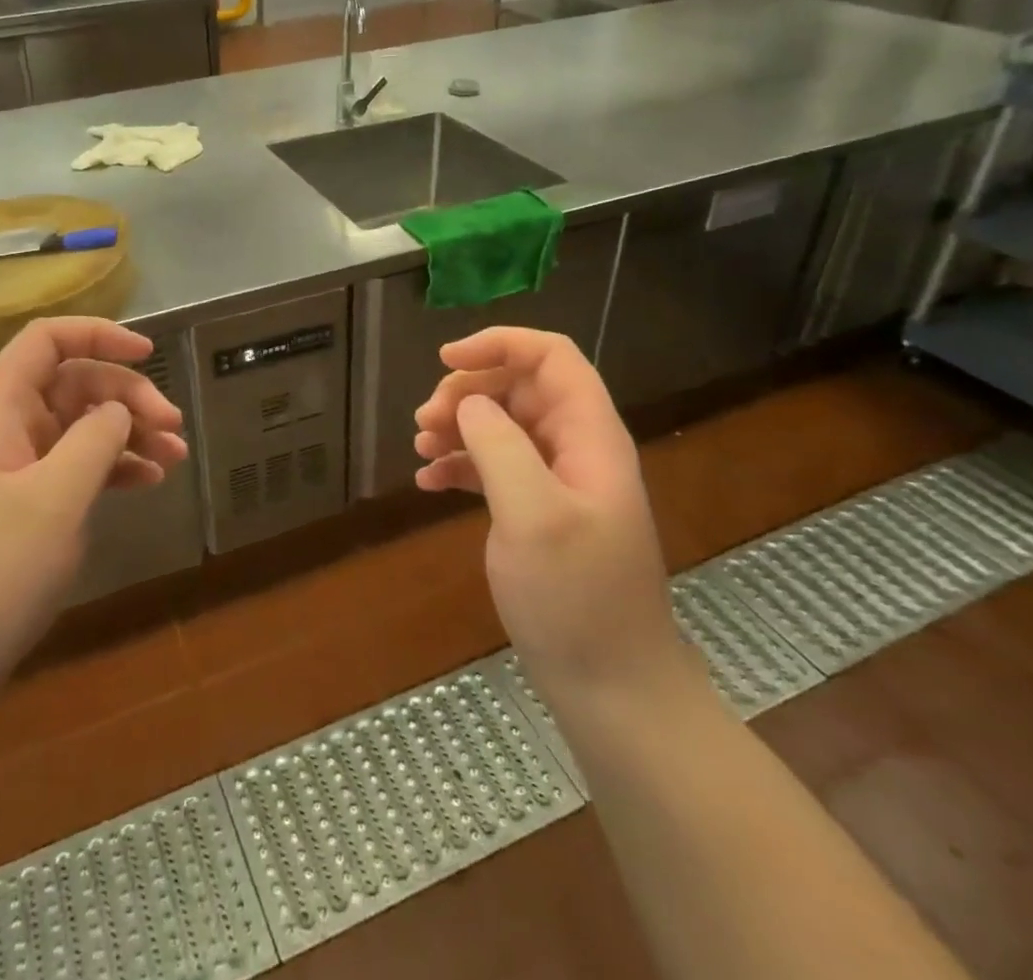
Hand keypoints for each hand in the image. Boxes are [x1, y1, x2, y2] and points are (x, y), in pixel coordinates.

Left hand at [0, 317, 187, 724]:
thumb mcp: (56, 499)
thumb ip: (95, 439)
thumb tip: (119, 408)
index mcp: (0, 412)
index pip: (45, 341)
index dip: (97, 334)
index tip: (148, 354)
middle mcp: (7, 430)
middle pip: (73, 383)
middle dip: (127, 394)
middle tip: (173, 425)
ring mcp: (16, 470)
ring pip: (81, 426)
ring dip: (129, 431)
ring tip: (175, 455)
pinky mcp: (26, 506)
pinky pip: (77, 466)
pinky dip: (115, 466)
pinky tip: (149, 480)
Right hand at [414, 328, 688, 725]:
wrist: (611, 688)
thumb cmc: (575, 598)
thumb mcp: (533, 516)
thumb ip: (500, 446)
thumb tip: (469, 405)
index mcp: (589, 436)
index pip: (551, 357)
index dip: (500, 344)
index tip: (445, 360)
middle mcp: (576, 448)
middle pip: (519, 387)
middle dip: (467, 392)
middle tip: (425, 422)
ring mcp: (558, 482)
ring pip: (502, 424)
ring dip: (458, 426)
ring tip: (421, 448)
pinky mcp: (538, 512)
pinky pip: (495, 466)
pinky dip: (460, 464)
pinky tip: (428, 482)